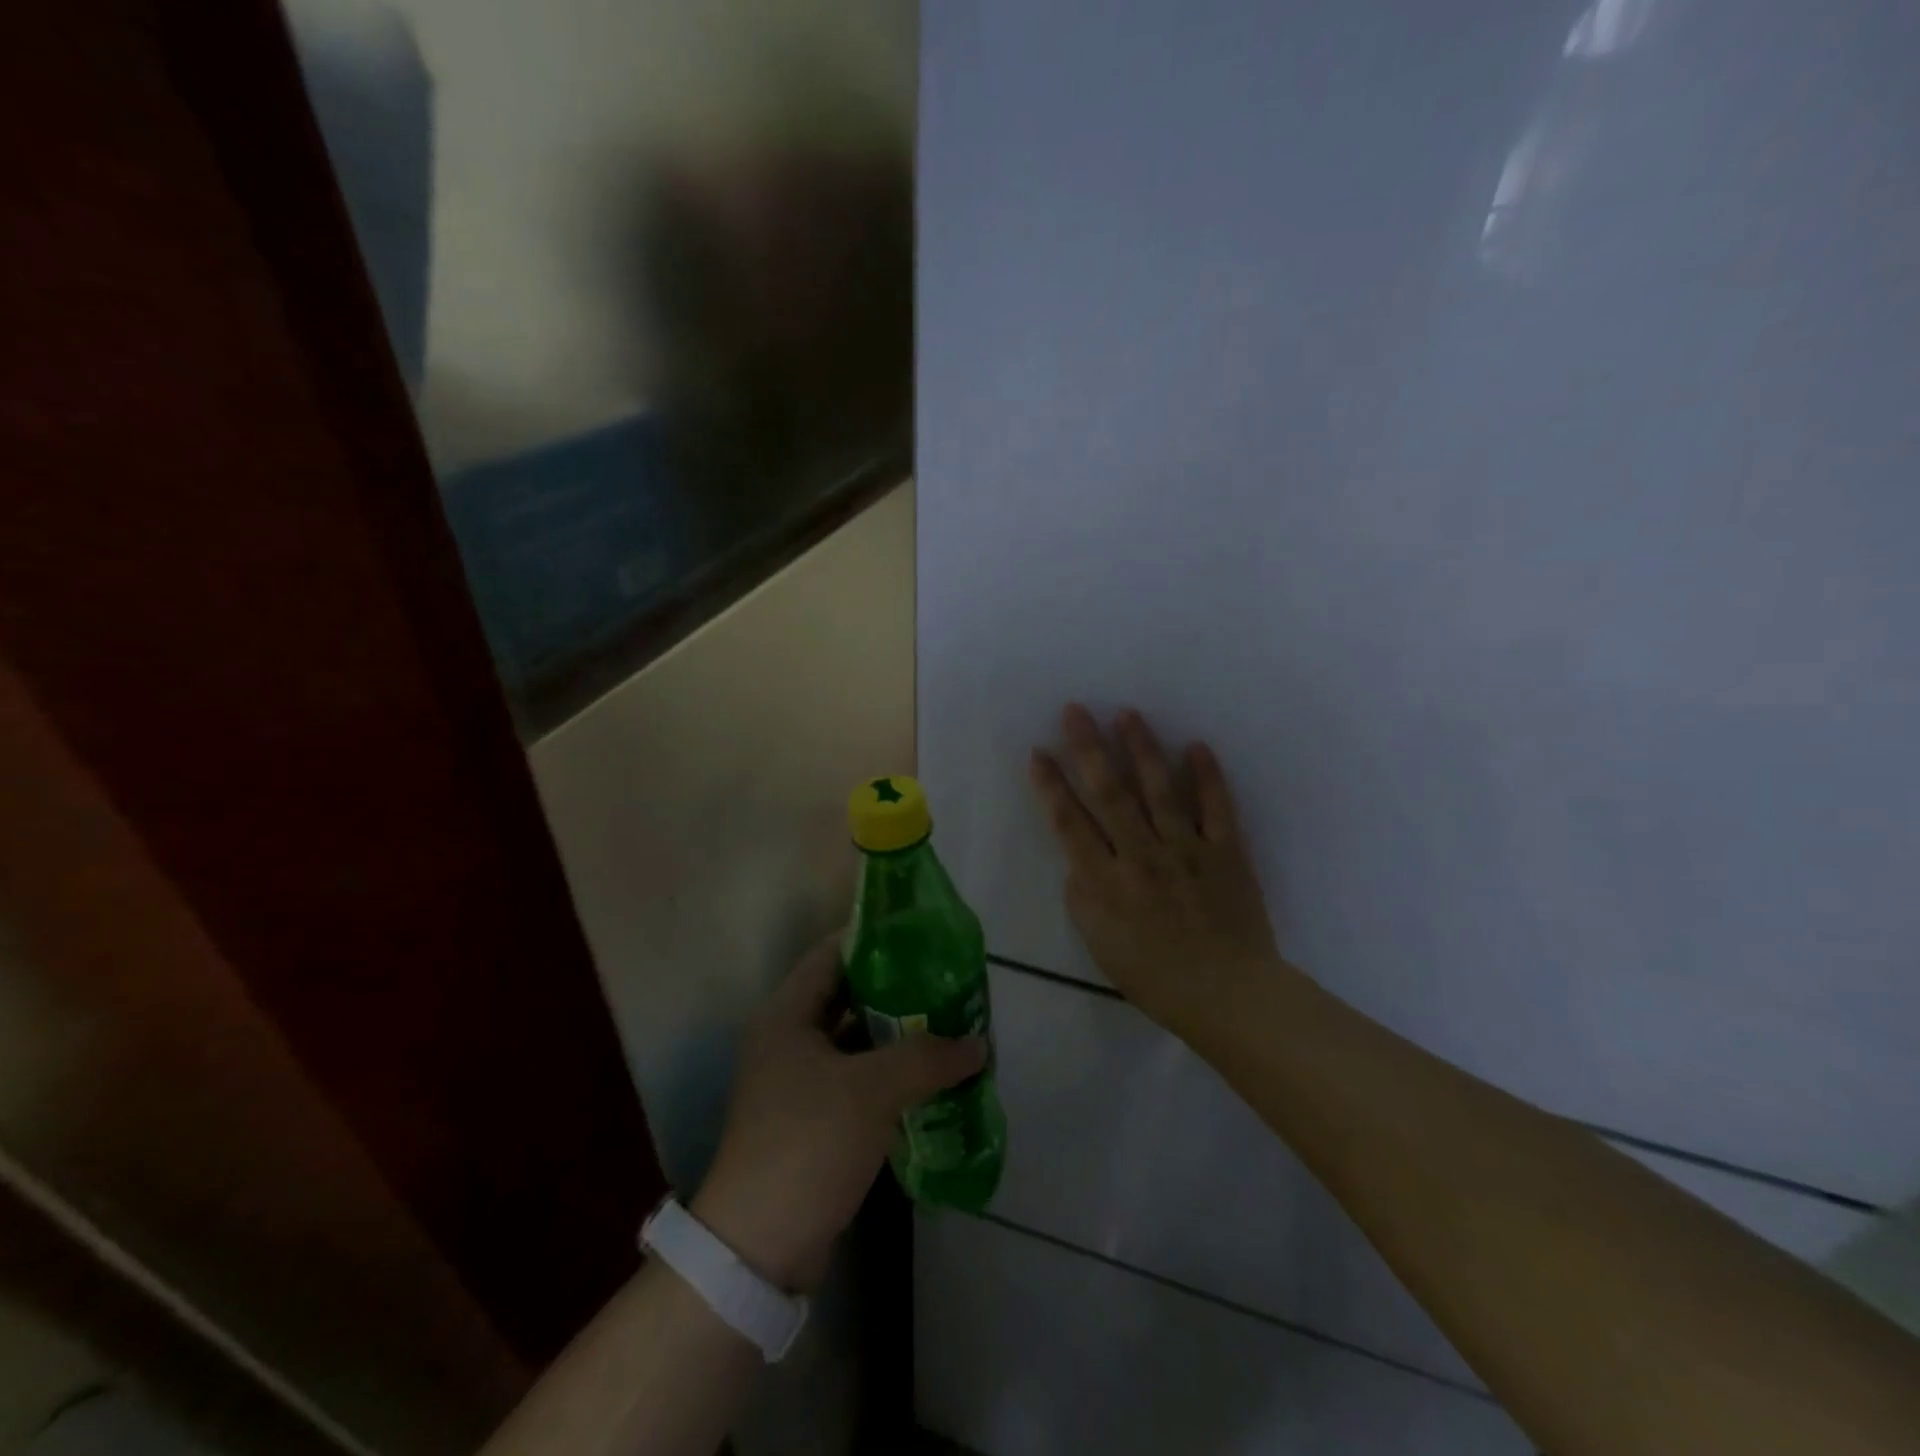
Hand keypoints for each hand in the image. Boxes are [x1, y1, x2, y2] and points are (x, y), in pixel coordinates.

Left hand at [691, 935, 985, 1291]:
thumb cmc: (808, 1143)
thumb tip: (978, 1044)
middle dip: (898, 989)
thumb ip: (927, 1057)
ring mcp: (799, 1082)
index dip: (875, 939)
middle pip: (848, 995)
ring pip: (856, 1040)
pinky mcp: (813, 1119)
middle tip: (947, 982)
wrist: (759, 1248)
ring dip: (898, 1034)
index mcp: (788, 1015)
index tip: (923, 935)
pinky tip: (931, 1076)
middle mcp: (789, 1039)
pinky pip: (858, 1079)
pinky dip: (891, 1074)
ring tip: (949, 1024)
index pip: (833, 953)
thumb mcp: (873, 1090)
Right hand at [1030, 704, 1281, 1035]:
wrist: (1227, 994)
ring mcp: (1186, 850)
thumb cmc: (1154, 976)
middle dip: (1089, 748)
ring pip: (1160, 790)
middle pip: (1110, 794)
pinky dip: (1208, 777)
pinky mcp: (1226, 852)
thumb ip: (1083, 896)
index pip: (1069, 823)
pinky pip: (1217, 809)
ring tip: (1128, 713)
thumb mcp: (1099, 944)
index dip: (1051, 786)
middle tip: (1076, 710)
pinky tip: (1196, 746)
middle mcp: (1141, 856)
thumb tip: (1080, 860)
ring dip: (1142, 749)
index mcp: (1106, 881)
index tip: (1038, 752)